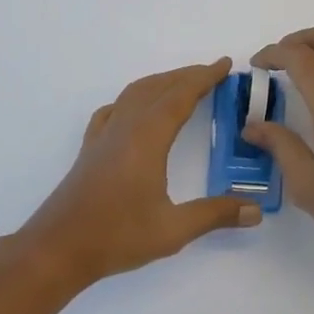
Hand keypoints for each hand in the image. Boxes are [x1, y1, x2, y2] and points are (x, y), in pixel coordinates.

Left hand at [20, 58, 261, 287]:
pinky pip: (114, 109)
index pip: (181, 96)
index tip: (225, 65)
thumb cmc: (116, 236)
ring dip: (161, 82)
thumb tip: (255, 211)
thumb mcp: (173, 230)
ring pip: (134, 93)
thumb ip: (215, 215)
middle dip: (187, 75)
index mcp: (147, 137)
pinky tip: (134, 110)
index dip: (205, 77)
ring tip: (181, 83)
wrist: (57, 249)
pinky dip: (133, 98)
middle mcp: (125, 127)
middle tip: (213, 72)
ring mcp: (104, 136)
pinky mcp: (90, 149)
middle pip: (158, 87)